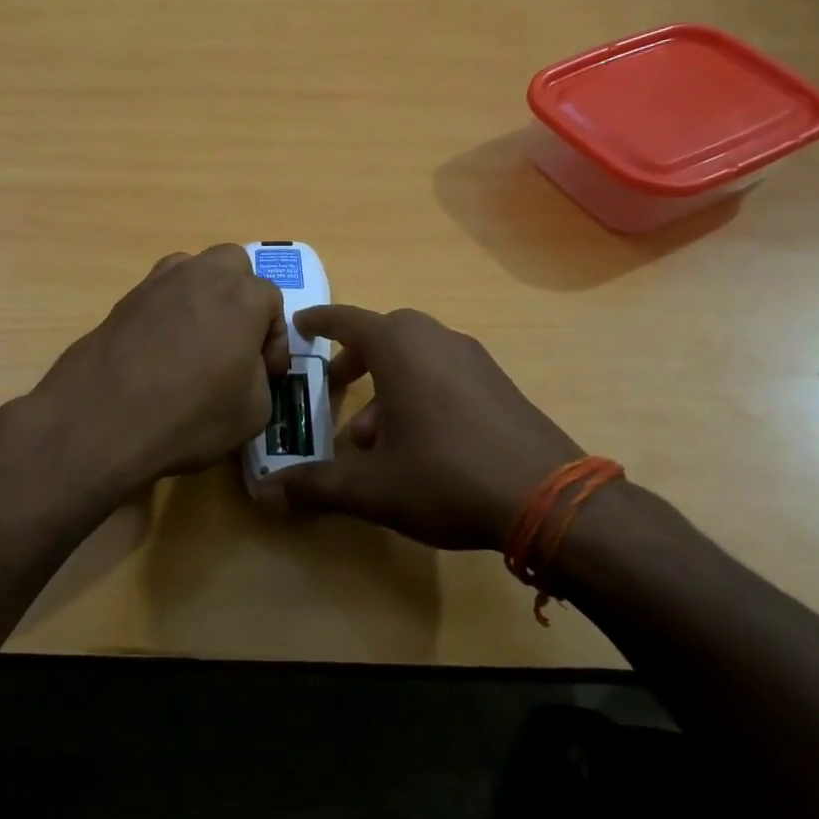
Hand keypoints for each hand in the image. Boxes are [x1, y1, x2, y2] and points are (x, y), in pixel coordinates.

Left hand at [29, 245, 288, 496]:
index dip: (274, 341)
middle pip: (232, 267)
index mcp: (244, 294)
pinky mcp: (124, 298)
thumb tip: (247, 369)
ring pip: (192, 272)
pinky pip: (160, 295)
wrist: (102, 416)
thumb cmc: (190, 414)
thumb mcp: (253, 412)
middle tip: (236, 340)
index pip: (273, 303)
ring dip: (203, 297)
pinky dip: (169, 313)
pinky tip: (163, 351)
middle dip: (241, 297)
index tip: (269, 372)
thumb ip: (261, 378)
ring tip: (198, 342)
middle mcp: (202, 274)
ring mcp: (158, 281)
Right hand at [257, 305, 584, 551]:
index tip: (300, 325)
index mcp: (400, 349)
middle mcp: (436, 340)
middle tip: (336, 385)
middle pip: (385, 333)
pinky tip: (419, 440)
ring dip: (388, 380)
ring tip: (373, 434)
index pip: (348, 320)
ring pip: (417, 354)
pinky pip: (445, 370)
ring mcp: (473, 359)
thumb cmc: (446, 477)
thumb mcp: (373, 488)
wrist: (549, 497)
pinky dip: (420, 388)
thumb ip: (318, 485)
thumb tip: (269, 491)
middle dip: (356, 356)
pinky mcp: (498, 382)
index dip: (320, 322)